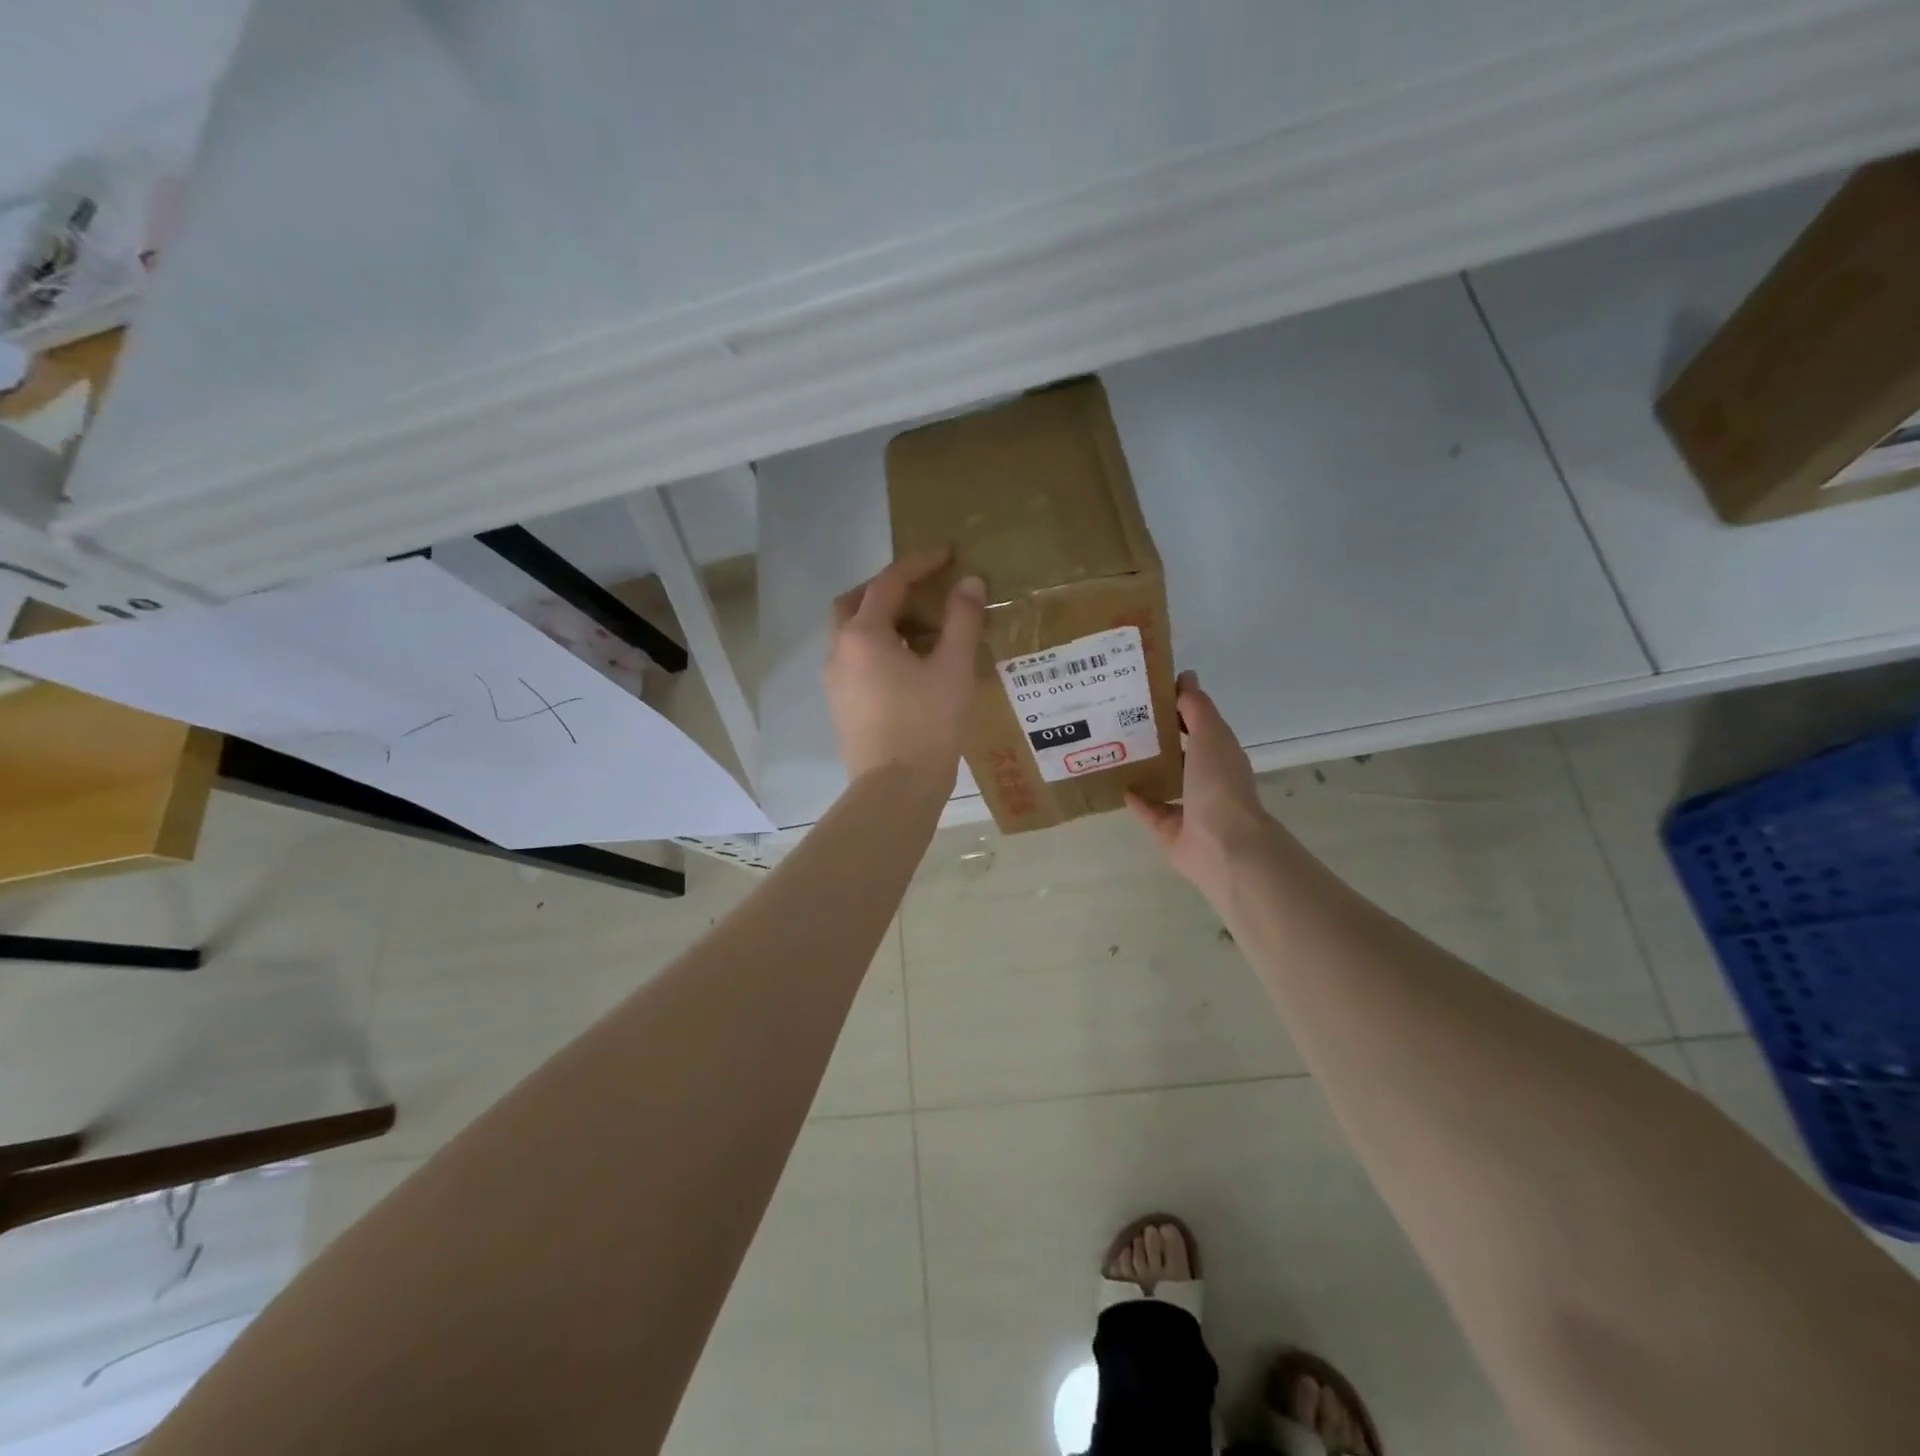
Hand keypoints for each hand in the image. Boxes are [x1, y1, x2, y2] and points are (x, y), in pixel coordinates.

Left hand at [825, 547, 985, 788]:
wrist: (894, 790)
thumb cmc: (927, 725)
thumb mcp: (953, 668)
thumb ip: (962, 620)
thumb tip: (969, 582)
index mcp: (863, 634)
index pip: (888, 583)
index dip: (919, 563)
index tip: (947, 553)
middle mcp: (839, 651)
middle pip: (854, 603)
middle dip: (885, 588)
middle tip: (919, 588)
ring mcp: (834, 681)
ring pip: (850, 633)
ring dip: (878, 619)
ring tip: (917, 627)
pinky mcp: (841, 706)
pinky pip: (854, 660)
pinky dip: (875, 647)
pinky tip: (905, 664)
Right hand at [1127, 671, 1280, 891]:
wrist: (1221, 845)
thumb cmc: (1219, 785)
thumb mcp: (1210, 735)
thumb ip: (1196, 707)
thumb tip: (1186, 676)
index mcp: (1219, 753)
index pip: (1196, 723)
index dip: (1175, 705)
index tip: (1145, 689)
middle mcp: (1205, 778)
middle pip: (1178, 751)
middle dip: (1155, 735)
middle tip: (1119, 714)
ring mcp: (1187, 806)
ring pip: (1163, 780)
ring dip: (1144, 766)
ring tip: (1112, 746)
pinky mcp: (1167, 829)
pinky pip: (1148, 809)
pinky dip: (1135, 798)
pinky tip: (1114, 782)